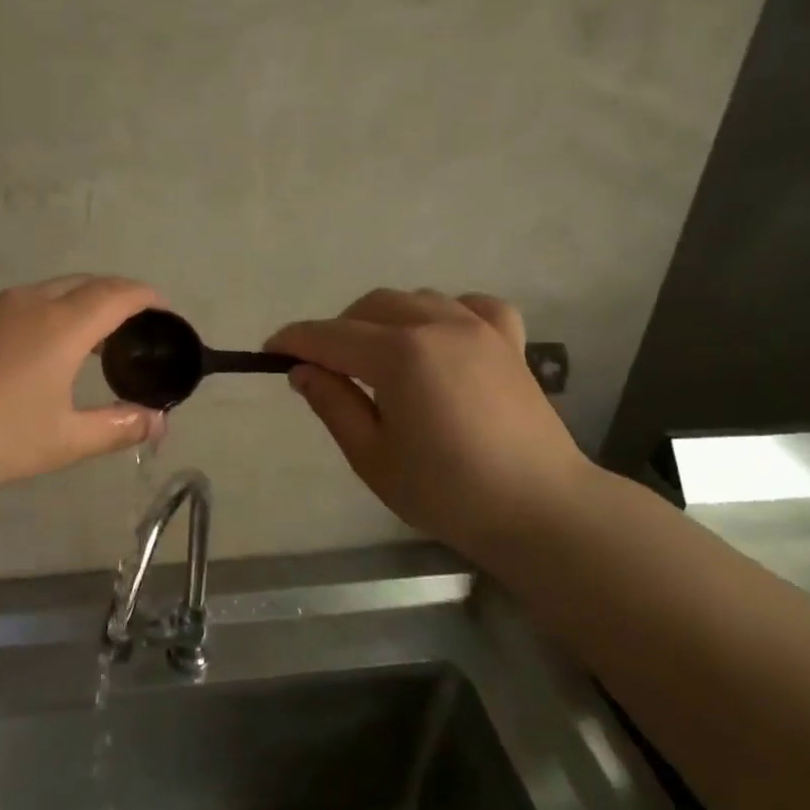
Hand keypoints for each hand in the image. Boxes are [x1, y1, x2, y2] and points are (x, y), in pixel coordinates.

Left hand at [0, 276, 164, 497]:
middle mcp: (27, 302)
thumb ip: (118, 427)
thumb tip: (157, 421)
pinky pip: (17, 303)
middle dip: (116, 296)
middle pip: (84, 283)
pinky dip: (44, 313)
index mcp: (60, 325)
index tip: (165, 311)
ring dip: (77, 304)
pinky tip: (34, 349)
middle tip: (133, 326)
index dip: (147, 297)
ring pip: (48, 290)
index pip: (117, 294)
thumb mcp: (64, 440)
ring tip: (88, 339)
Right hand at [267, 290, 591, 562]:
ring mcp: (479, 328)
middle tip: (325, 368)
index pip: (330, 336)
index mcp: (400, 355)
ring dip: (384, 320)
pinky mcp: (509, 341)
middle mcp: (437, 325)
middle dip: (338, 330)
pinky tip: (441, 339)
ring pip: (414, 299)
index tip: (270, 351)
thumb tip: (302, 370)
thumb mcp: (372, 456)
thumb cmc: (447, 492)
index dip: (294, 341)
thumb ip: (333, 403)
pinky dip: (446, 312)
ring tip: (378, 359)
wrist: (539, 510)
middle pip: (370, 307)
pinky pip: (471, 305)